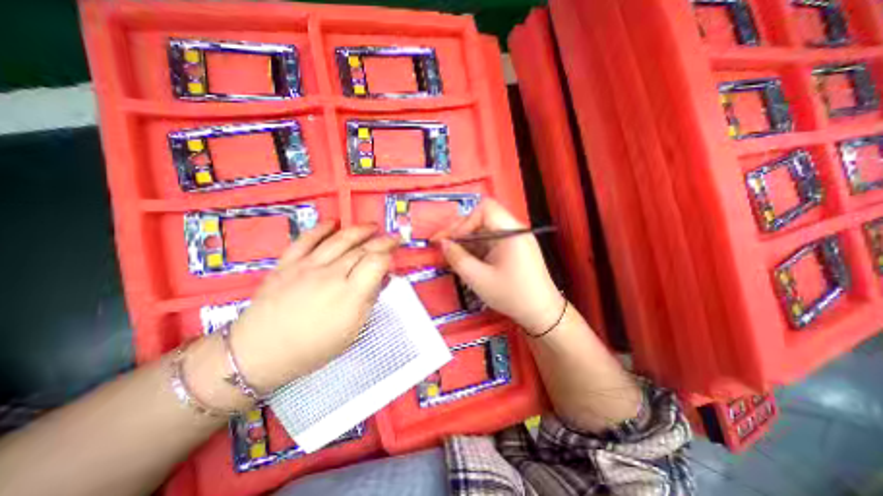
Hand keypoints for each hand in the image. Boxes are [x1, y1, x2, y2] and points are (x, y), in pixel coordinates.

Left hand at [227, 222, 396, 392]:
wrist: (258, 353)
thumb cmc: (312, 348)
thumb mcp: (351, 332)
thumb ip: (369, 301)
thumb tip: (383, 279)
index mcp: (349, 295)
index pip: (376, 263)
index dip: (389, 256)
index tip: (394, 257)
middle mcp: (331, 275)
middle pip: (362, 249)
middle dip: (382, 241)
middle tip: (394, 236)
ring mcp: (307, 266)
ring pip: (339, 240)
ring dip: (359, 229)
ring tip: (372, 225)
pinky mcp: (288, 263)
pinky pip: (307, 239)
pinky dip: (322, 228)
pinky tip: (334, 221)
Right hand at [432, 199, 561, 334]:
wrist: (542, 313)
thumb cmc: (512, 295)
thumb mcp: (478, 279)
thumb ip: (457, 258)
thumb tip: (443, 243)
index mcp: (510, 232)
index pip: (484, 209)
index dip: (464, 221)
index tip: (450, 240)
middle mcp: (514, 230)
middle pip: (483, 218)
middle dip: (461, 231)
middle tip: (444, 246)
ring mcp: (515, 239)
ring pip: (485, 231)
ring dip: (467, 241)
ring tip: (453, 257)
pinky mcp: (514, 248)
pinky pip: (492, 241)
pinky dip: (477, 248)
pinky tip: (468, 261)